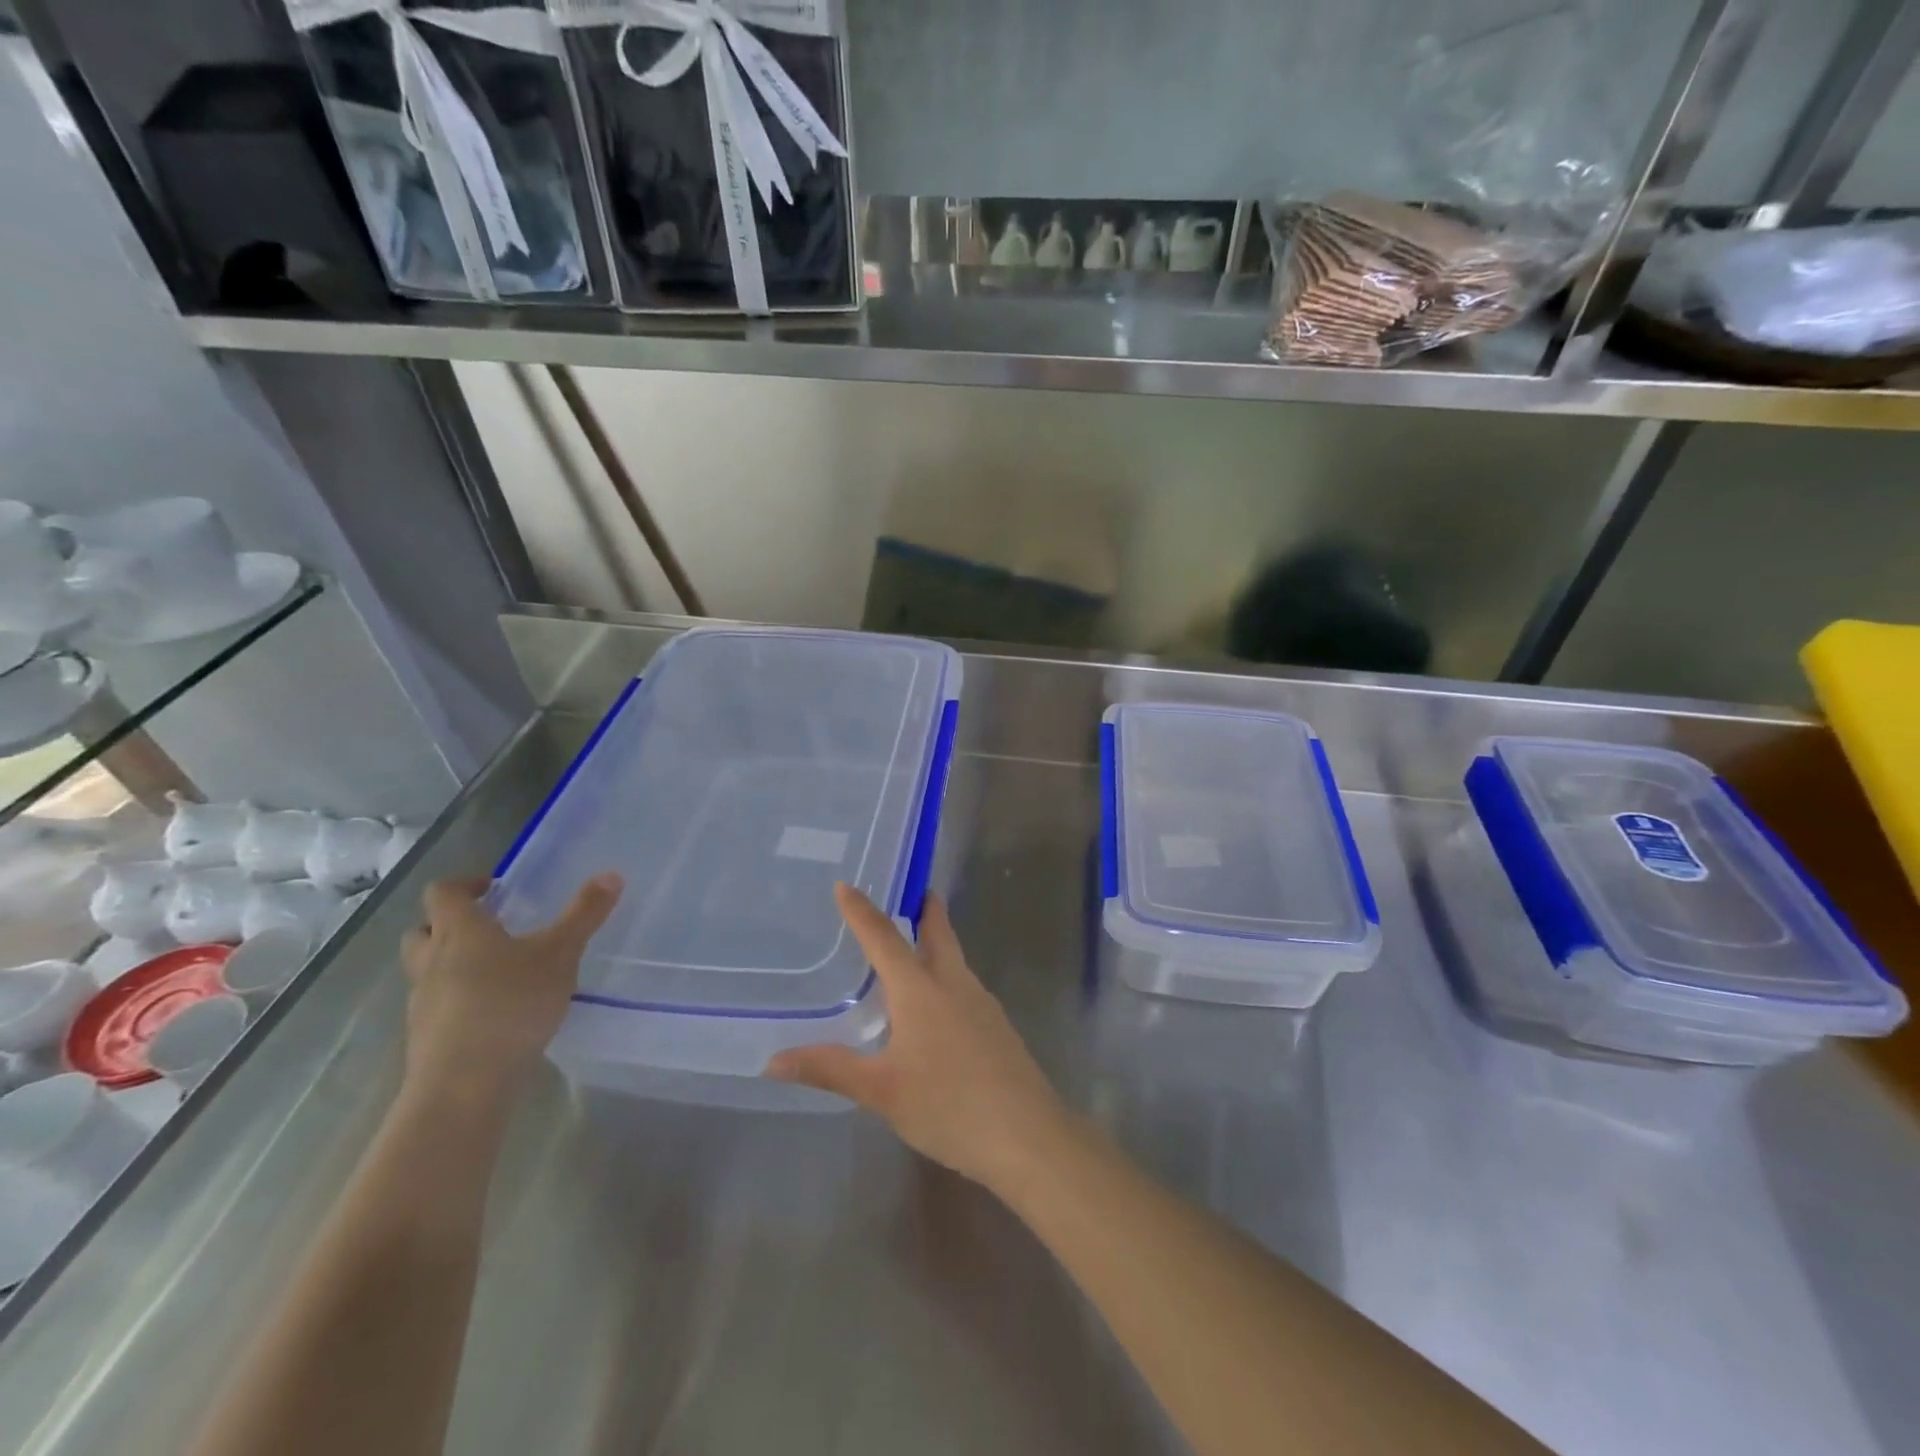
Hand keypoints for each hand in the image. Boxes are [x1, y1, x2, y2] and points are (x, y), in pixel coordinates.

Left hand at [400, 873, 621, 1099]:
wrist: (463, 1085)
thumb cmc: (512, 1004)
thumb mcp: (561, 953)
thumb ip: (585, 914)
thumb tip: (611, 874)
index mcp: (459, 931)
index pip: (442, 893)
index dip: (465, 884)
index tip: (494, 888)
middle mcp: (431, 961)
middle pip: (423, 931)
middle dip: (448, 924)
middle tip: (489, 928)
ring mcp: (423, 1002)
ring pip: (426, 971)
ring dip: (451, 964)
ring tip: (497, 972)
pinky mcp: (425, 1038)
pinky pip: (437, 1007)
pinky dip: (458, 1001)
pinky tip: (494, 1014)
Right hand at [765, 884, 1072, 1190]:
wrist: (1027, 1134)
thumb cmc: (948, 1105)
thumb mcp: (882, 1091)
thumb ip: (830, 1069)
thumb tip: (773, 1060)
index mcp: (920, 989)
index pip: (883, 938)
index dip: (861, 911)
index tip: (846, 885)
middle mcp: (953, 983)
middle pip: (938, 933)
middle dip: (925, 909)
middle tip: (911, 890)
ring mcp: (981, 1003)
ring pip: (955, 958)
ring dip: (937, 940)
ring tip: (915, 943)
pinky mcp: (997, 1026)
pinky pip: (965, 984)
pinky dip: (947, 974)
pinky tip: (939, 1002)